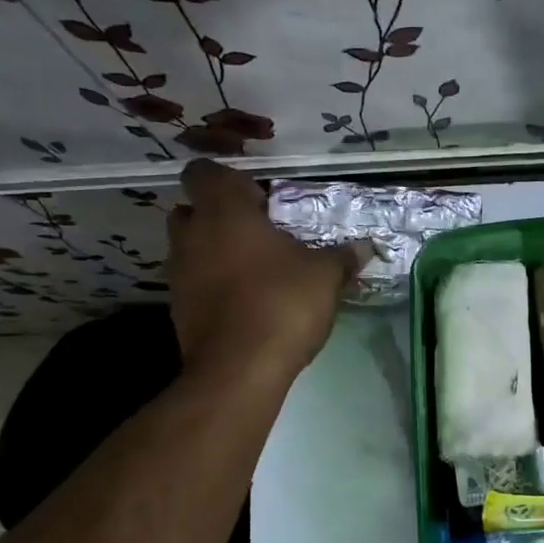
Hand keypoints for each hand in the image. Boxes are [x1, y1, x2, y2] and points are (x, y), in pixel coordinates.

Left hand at [166, 162, 368, 378]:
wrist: (238, 370)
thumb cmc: (281, 302)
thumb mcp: (324, 276)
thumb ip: (341, 256)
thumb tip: (364, 247)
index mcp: (224, 212)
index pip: (204, 172)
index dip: (228, 179)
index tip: (258, 197)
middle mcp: (192, 236)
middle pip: (192, 210)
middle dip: (218, 216)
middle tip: (257, 231)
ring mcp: (179, 275)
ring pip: (191, 249)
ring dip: (215, 252)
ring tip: (256, 269)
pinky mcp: (178, 310)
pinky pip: (195, 284)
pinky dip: (214, 285)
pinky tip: (247, 301)